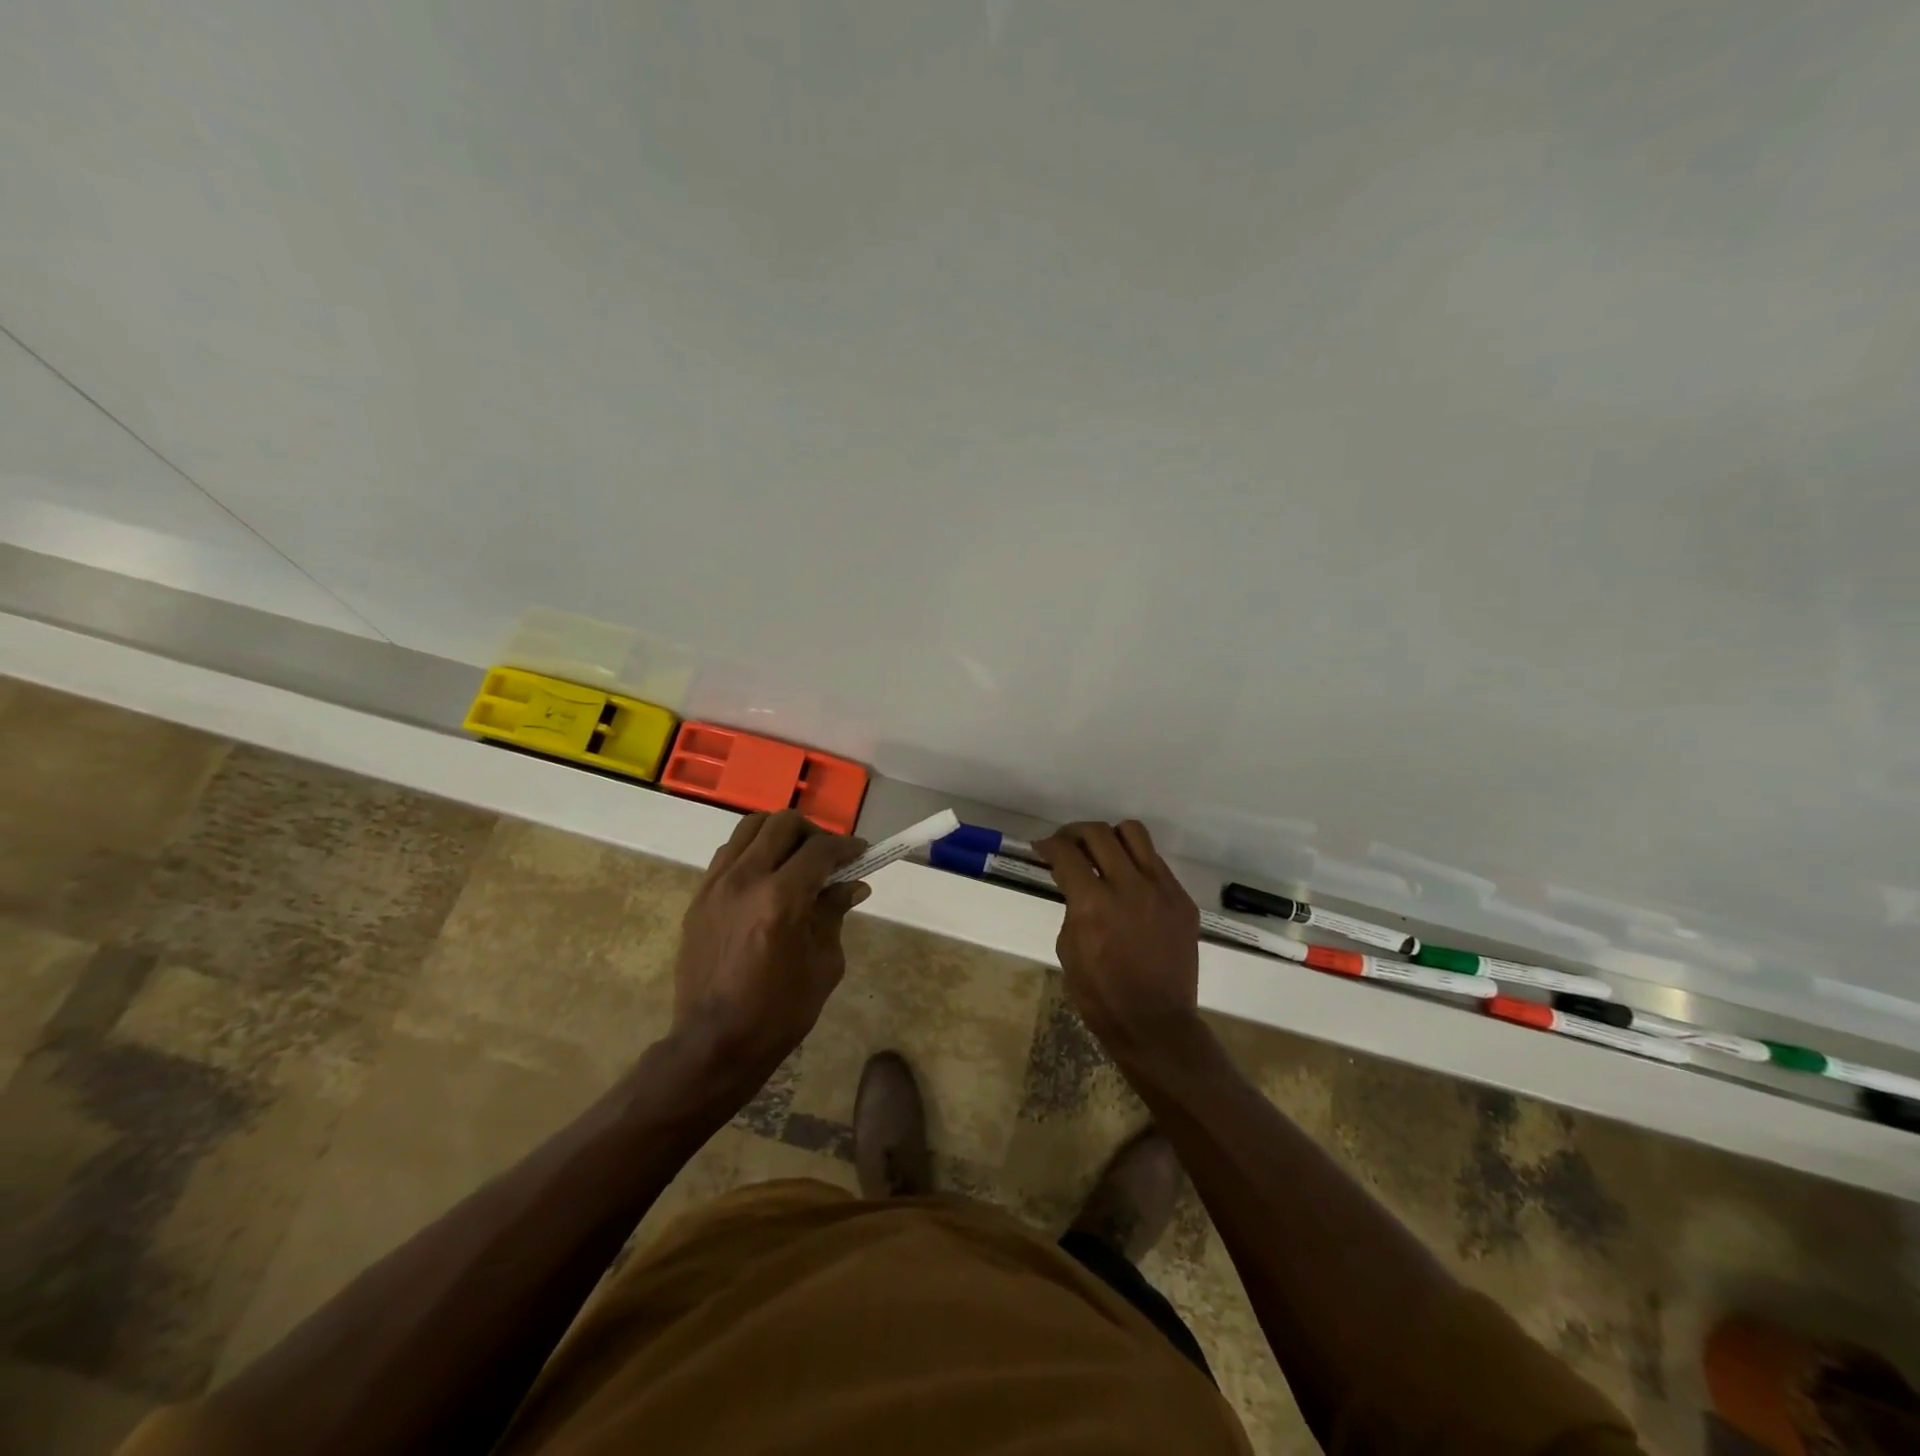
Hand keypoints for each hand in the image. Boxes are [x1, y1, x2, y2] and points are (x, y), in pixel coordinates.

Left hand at [671, 810, 867, 1077]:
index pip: (821, 849)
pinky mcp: (699, 896)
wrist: (714, 1043)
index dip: (847, 846)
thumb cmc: (778, 1011)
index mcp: (781, 899)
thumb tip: (852, 885)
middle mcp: (746, 879)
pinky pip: (729, 852)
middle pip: (783, 824)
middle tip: (828, 857)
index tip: (862, 853)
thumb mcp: (823, 963)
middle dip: (813, 833)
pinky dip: (753, 851)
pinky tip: (766, 877)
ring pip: (750, 828)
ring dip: (779, 835)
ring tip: (795, 860)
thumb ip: (834, 914)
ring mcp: (716, 885)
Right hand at [1035, 821, 1201, 1055]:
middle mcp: (1129, 885)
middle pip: (1099, 833)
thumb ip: (1072, 905)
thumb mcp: (1068, 947)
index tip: (1042, 848)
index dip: (1048, 844)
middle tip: (1067, 844)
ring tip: (1102, 853)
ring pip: (1134, 834)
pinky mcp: (1182, 900)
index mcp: (1093, 902)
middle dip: (1075, 833)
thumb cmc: (1099, 993)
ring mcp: (1161, 890)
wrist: (1154, 1022)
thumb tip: (1074, 880)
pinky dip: (1137, 864)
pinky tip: (1129, 883)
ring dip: (1111, 837)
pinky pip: (1157, 864)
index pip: (1066, 852)